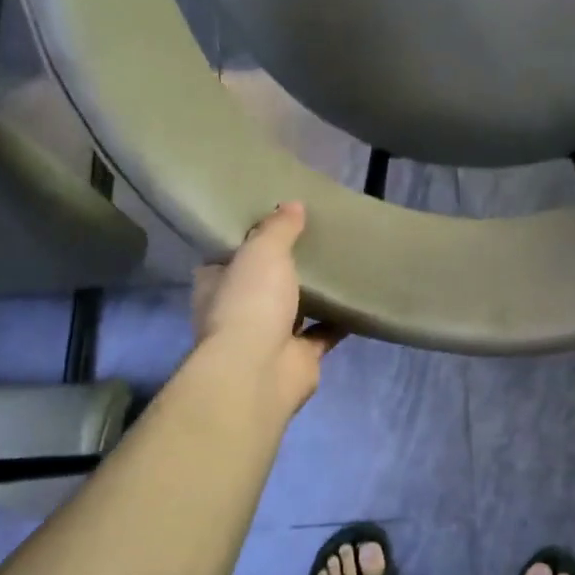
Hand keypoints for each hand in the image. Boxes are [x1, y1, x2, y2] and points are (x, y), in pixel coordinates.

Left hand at [193, 202, 341, 412]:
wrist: (259, 369)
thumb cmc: (250, 302)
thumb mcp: (262, 251)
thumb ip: (278, 228)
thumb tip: (293, 205)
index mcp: (216, 284)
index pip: (227, 258)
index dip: (246, 242)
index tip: (272, 225)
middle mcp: (238, 311)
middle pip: (261, 284)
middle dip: (283, 270)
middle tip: (313, 242)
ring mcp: (268, 337)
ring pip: (293, 310)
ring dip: (311, 296)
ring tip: (339, 268)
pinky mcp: (298, 357)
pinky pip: (322, 334)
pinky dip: (338, 321)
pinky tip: (358, 301)